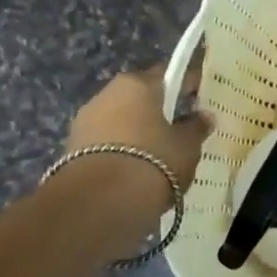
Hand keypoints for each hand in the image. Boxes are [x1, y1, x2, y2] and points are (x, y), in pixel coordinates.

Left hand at [65, 63, 212, 187]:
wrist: (99, 203)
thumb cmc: (153, 160)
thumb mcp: (187, 145)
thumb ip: (196, 127)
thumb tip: (204, 116)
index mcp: (137, 84)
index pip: (168, 74)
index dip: (187, 83)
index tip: (201, 95)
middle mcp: (107, 94)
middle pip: (140, 97)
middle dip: (159, 109)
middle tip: (180, 127)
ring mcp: (85, 121)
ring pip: (121, 120)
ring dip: (138, 131)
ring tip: (159, 154)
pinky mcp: (72, 149)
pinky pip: (107, 142)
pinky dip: (122, 150)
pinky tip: (138, 169)